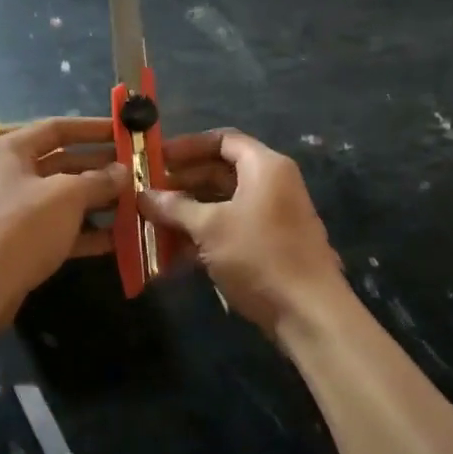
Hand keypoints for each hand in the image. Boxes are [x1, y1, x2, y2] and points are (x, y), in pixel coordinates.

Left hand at [0, 117, 124, 310]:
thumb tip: (123, 172)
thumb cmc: (22, 226)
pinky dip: (87, 230)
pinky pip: (61, 227)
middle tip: (137, 171)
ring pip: (64, 197)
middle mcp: (9, 174)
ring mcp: (15, 209)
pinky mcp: (22, 241)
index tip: (126, 132)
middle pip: (62, 162)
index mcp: (10, 150)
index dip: (93, 128)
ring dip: (98, 200)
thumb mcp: (66, 196)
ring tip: (136, 202)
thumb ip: (99, 180)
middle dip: (101, 168)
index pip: (57, 128)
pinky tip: (120, 237)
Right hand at [139, 130, 345, 332]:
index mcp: (265, 167)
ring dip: (188, 213)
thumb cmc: (259, 256)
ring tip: (152, 224)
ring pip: (221, 204)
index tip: (155, 157)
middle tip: (147, 194)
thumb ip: (175, 208)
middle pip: (220, 172)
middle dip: (182, 183)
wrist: (309, 313)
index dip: (187, 145)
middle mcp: (271, 185)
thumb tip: (143, 195)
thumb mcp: (210, 228)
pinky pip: (229, 230)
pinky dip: (203, 236)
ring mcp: (271, 217)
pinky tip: (172, 254)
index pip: (223, 139)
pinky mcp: (268, 247)